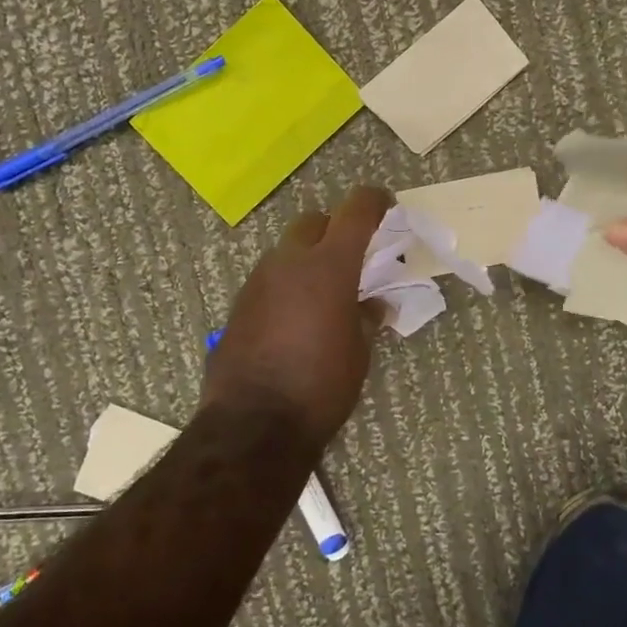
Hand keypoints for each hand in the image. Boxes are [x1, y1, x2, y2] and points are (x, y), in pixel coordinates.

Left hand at [203, 186, 393, 445]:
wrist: (253, 425)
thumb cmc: (321, 387)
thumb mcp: (359, 353)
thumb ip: (367, 317)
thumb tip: (373, 303)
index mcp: (328, 266)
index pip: (356, 210)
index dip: (375, 201)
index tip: (387, 206)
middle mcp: (289, 262)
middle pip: (314, 221)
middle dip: (336, 228)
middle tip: (353, 255)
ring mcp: (258, 281)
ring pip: (287, 250)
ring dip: (308, 258)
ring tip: (324, 293)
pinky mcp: (239, 304)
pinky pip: (269, 278)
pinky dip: (287, 284)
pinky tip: (295, 318)